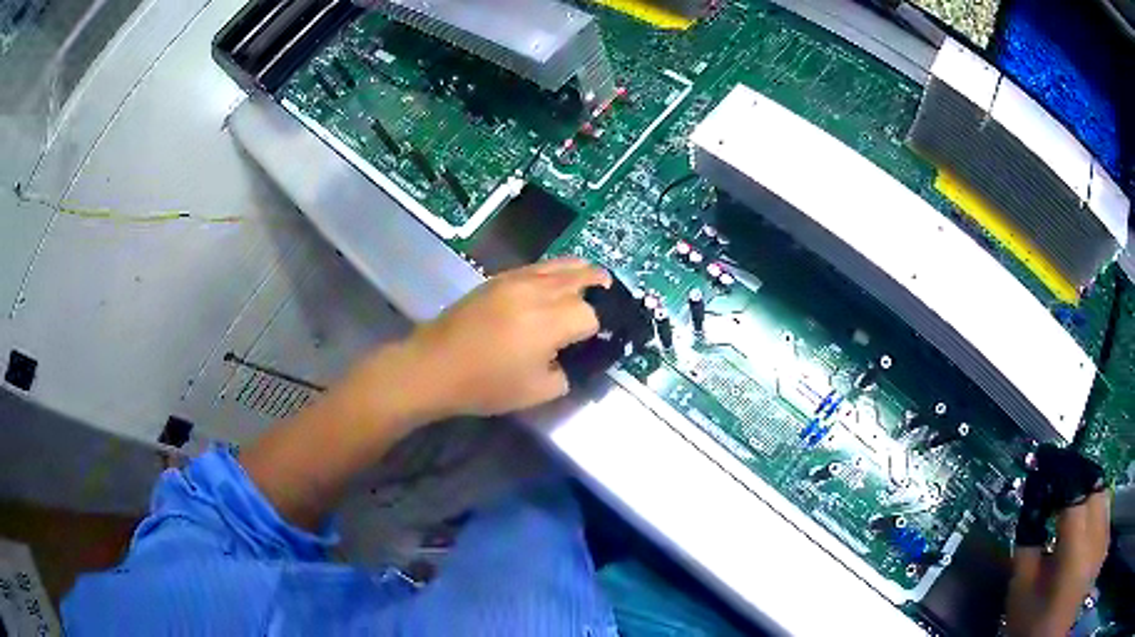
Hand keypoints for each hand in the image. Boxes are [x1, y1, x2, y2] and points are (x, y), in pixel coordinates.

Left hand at [396, 258, 609, 419]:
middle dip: (602, 289)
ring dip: (584, 273)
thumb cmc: (486, 385)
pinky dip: (559, 270)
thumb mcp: (538, 393)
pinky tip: (560, 280)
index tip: (600, 341)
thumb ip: (568, 374)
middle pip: (584, 278)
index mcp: (550, 321)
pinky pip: (540, 266)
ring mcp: (518, 279)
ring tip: (596, 282)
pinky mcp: (500, 277)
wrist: (435, 366)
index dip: (601, 329)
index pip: (593, 315)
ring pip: (563, 265)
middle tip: (611, 301)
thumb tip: (577, 358)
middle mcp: (539, 291)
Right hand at [1008, 445, 1109, 636]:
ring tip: (1074, 531)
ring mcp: (1106, 539)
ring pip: (1105, 500)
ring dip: (1090, 505)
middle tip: (1061, 496)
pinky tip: (1087, 550)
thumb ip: (1026, 552)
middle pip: (1096, 486)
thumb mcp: (1022, 600)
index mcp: (1077, 552)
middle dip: (1078, 485)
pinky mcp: (1106, 542)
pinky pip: (1107, 520)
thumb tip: (1032, 507)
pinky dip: (1097, 525)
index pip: (1074, 488)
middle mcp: (1100, 537)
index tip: (1046, 463)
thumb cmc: (1034, 630)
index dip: (1060, 471)